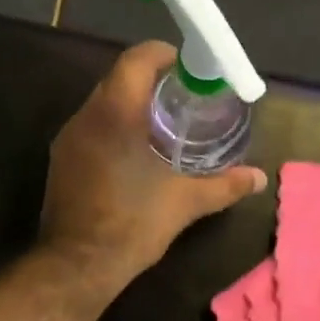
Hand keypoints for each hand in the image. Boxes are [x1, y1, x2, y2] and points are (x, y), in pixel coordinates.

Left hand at [38, 41, 265, 295]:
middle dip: (152, 80)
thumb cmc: (132, 224)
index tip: (189, 68)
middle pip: (119, 77)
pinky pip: (91, 125)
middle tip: (185, 96)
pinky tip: (136, 151)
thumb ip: (224, 185)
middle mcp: (86, 116)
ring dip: (132, 104)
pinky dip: (115, 125)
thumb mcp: (185, 202)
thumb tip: (258, 178)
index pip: (136, 59)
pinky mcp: (61, 159)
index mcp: (115, 113)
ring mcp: (68, 138)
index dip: (164, 54)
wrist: (77, 265)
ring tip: (165, 123)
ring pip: (102, 102)